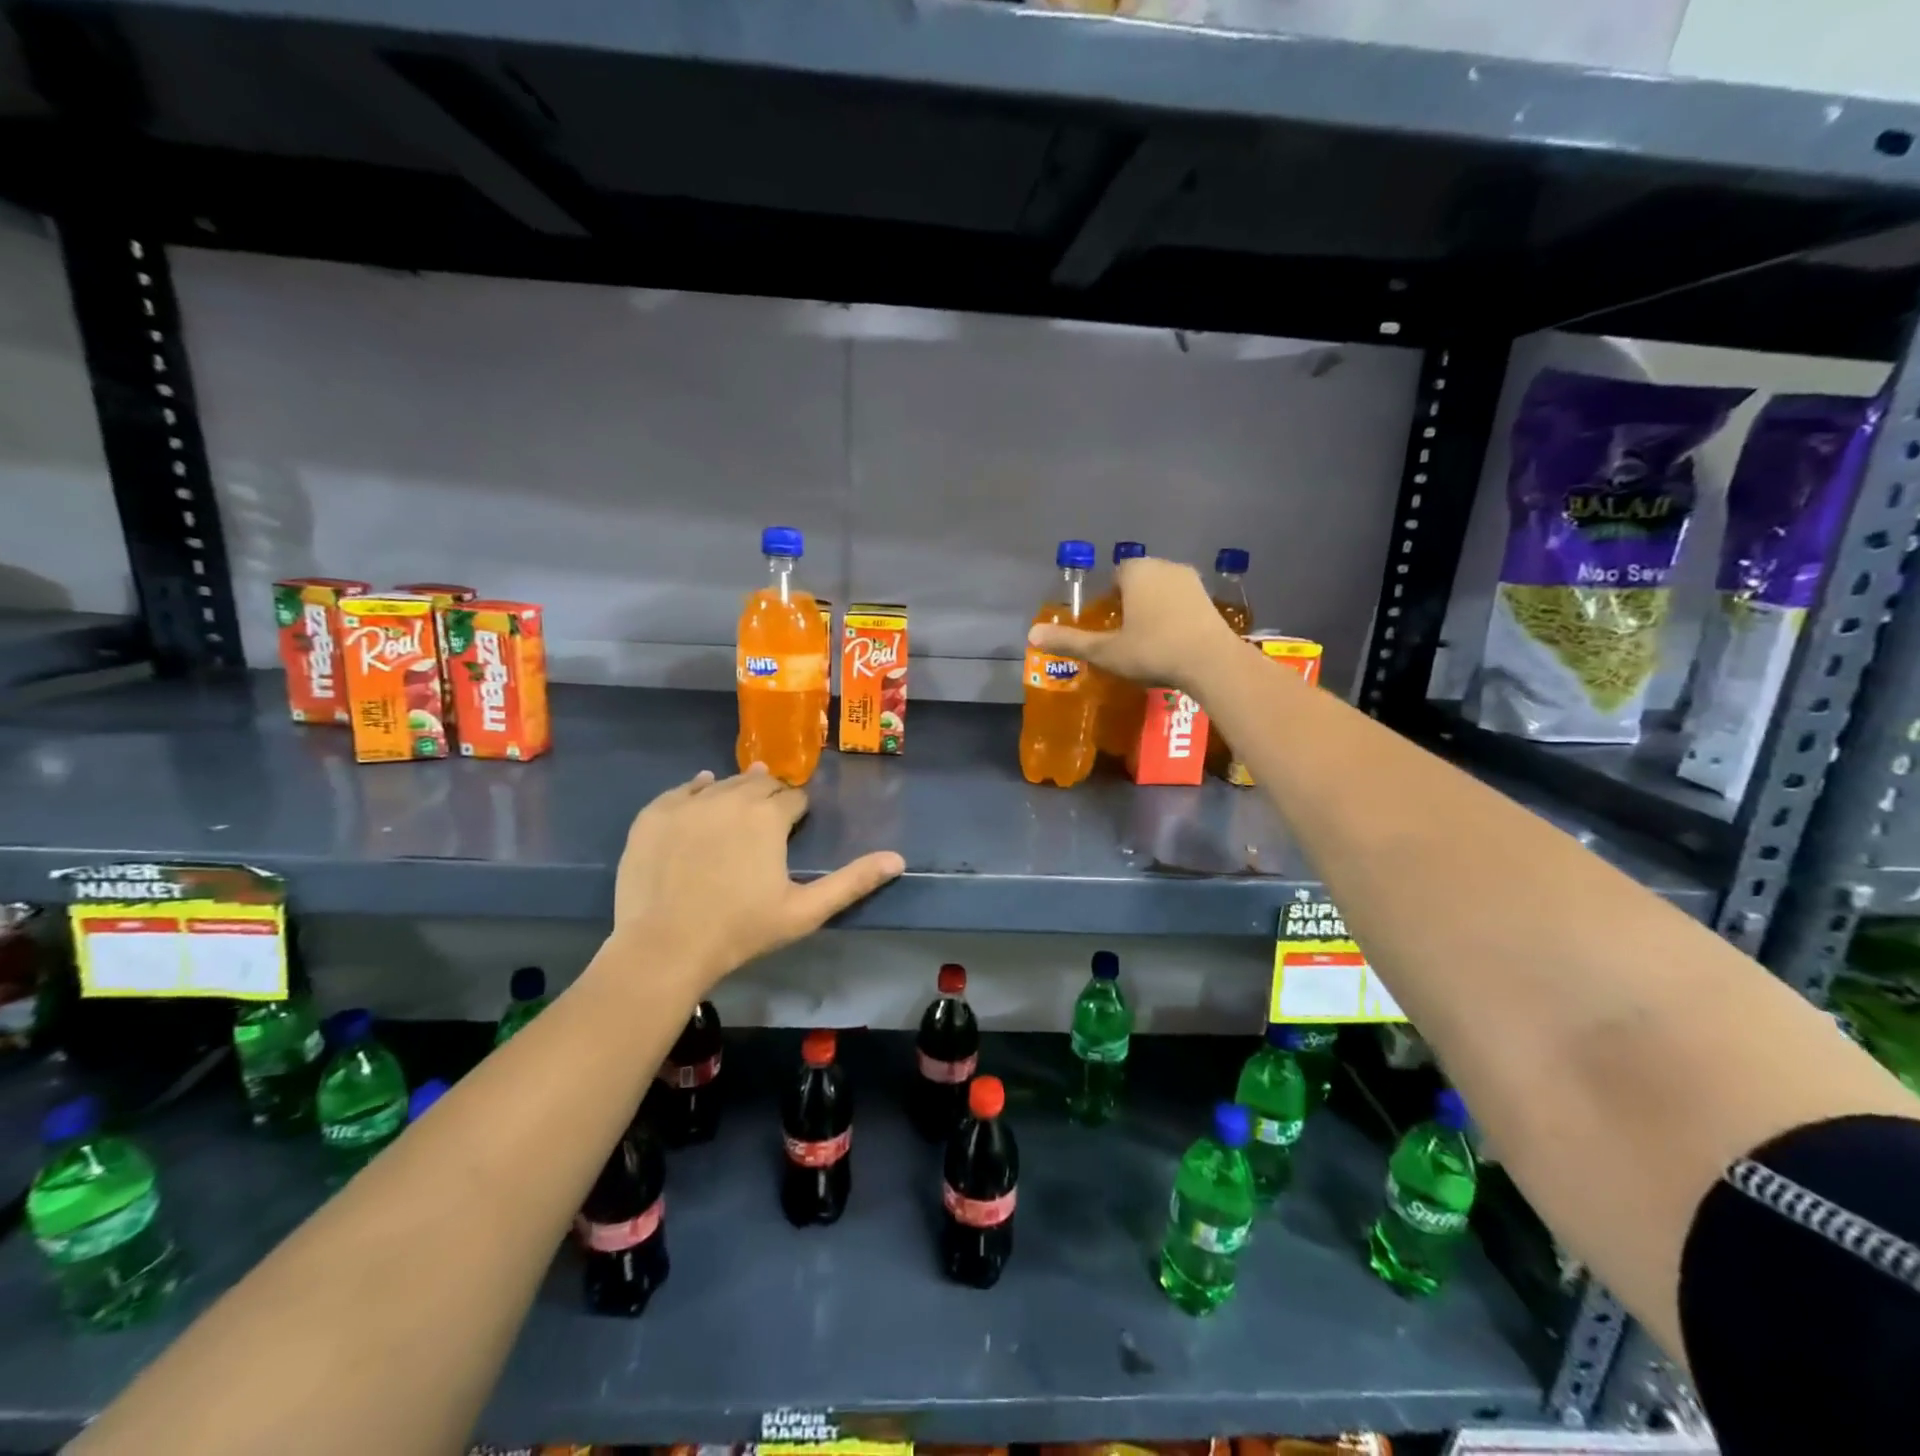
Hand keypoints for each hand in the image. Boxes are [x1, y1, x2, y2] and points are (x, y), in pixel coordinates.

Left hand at [610, 766, 904, 987]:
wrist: (664, 947)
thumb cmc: (741, 931)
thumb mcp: (805, 911)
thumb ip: (853, 881)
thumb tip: (898, 858)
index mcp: (768, 817)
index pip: (793, 797)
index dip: (796, 812)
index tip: (792, 831)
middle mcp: (731, 797)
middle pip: (759, 782)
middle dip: (769, 797)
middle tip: (765, 826)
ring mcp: (688, 803)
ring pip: (723, 783)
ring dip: (735, 793)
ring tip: (735, 816)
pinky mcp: (654, 814)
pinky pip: (682, 789)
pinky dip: (696, 791)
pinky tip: (700, 798)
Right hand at [1028, 556, 1241, 692]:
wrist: (1211, 662)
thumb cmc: (1152, 650)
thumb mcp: (1105, 651)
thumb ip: (1070, 641)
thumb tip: (1031, 635)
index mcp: (1136, 571)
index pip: (1115, 575)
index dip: (1108, 599)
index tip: (1106, 624)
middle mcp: (1164, 566)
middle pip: (1139, 580)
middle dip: (1131, 602)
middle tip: (1123, 635)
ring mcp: (1191, 581)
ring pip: (1163, 591)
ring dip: (1154, 608)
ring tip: (1147, 640)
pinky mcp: (1210, 599)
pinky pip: (1182, 603)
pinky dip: (1174, 616)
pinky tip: (1172, 641)